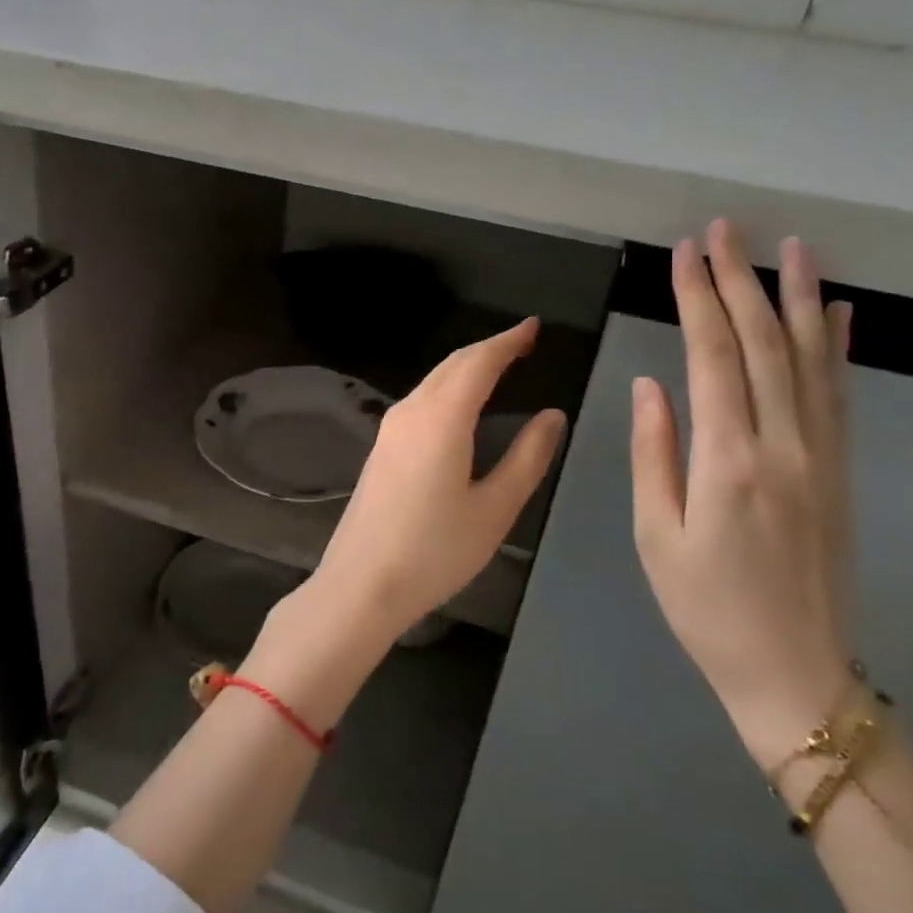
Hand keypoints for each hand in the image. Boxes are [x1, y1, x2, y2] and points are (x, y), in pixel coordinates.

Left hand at [311, 318, 567, 645]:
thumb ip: (527, 458)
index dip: (508, 341)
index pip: (478, 362)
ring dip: (466, 366)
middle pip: (452, 364)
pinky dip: (449, 388)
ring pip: (433, 380)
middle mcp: (411, 412)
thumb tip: (552, 416)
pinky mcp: (381, 447)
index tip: (534, 327)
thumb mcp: (494, 509)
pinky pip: (421, 400)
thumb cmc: (435, 551)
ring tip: (499, 366)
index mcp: (441, 419)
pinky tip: (461, 405)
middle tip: (523, 343)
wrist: (360, 584)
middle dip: (488, 348)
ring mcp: (390, 429)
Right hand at [629, 220, 854, 768]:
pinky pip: (840, 397)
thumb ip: (654, 453)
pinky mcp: (842, 473)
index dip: (698, 299)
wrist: (795, 675)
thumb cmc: (706, 609)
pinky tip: (839, 313)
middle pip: (764, 345)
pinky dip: (839, 349)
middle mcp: (783, 447)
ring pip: (811, 360)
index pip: (713, 357)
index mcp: (728, 462)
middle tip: (726, 229)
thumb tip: (653, 384)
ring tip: (792, 247)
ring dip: (800, 299)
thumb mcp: (656, 536)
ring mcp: (822, 457)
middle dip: (741, 281)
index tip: (685, 253)